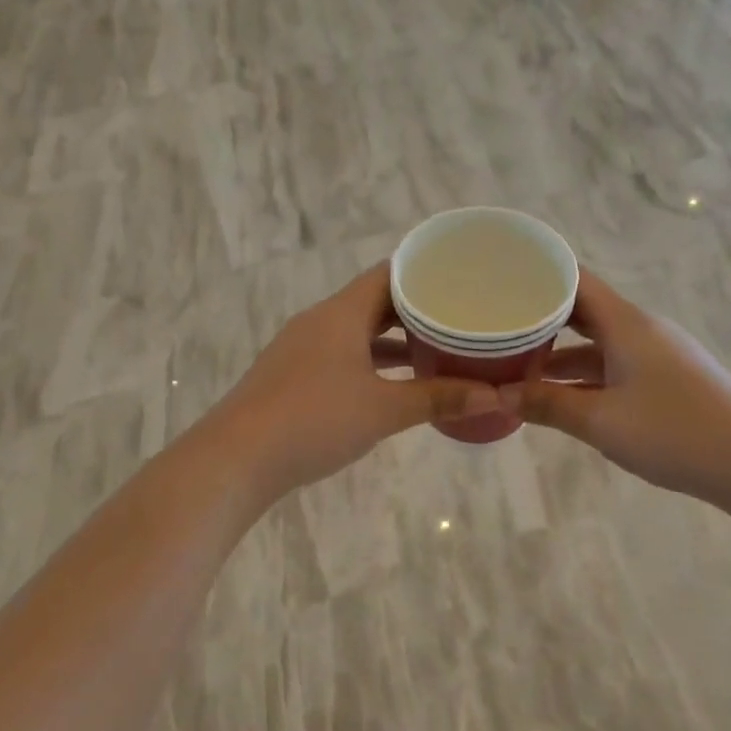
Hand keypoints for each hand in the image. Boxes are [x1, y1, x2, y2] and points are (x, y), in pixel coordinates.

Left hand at [215, 264, 501, 498]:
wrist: (237, 458)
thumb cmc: (314, 420)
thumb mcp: (383, 410)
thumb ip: (438, 398)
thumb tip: (494, 396)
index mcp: (341, 313)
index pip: (389, 273)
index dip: (425, 272)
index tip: (461, 278)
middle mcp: (320, 321)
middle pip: (374, 301)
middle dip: (416, 309)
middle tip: (459, 316)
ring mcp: (302, 349)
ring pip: (357, 331)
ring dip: (393, 339)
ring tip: (436, 348)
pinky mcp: (292, 376)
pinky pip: (341, 355)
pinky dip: (370, 362)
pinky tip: (393, 384)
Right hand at [500, 270, 730, 502]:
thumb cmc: (673, 432)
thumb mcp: (601, 421)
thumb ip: (548, 404)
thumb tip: (501, 394)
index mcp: (626, 324)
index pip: (575, 280)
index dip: (539, 274)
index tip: (499, 277)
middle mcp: (641, 330)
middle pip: (583, 309)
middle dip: (541, 315)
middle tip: (498, 320)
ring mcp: (656, 354)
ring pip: (598, 341)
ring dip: (560, 351)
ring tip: (516, 361)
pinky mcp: (666, 378)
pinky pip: (614, 363)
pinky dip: (584, 373)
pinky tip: (559, 392)